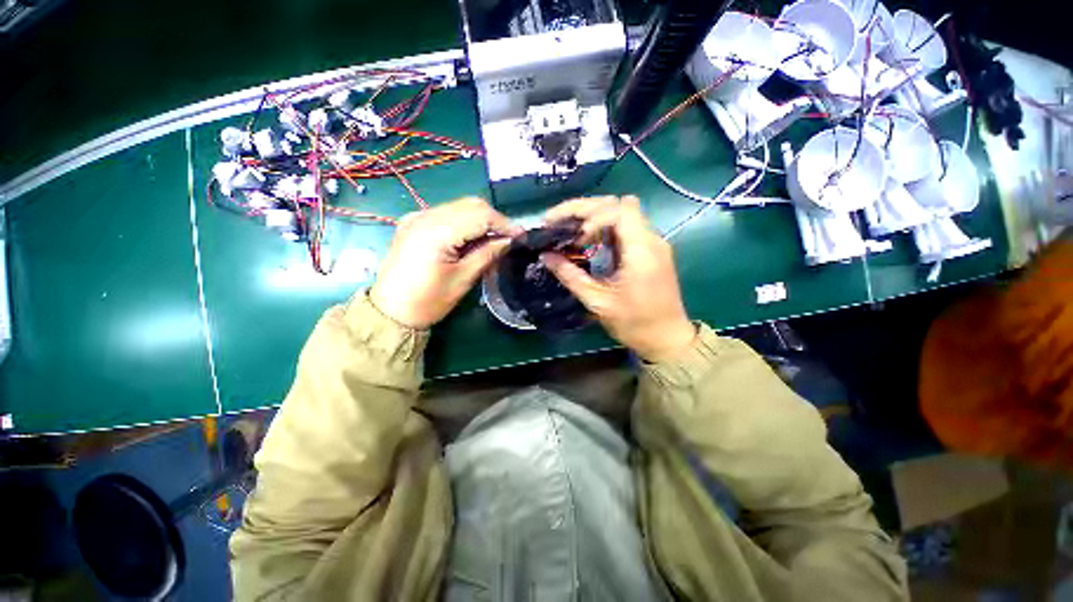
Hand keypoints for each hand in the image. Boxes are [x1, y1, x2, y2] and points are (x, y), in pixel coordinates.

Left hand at [370, 198, 520, 328]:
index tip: (521, 236)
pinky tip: (472, 238)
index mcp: (436, 232)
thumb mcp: (463, 279)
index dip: (504, 223)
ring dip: (480, 219)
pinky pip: (446, 214)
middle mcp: (424, 216)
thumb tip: (509, 241)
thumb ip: (487, 254)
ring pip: (459, 207)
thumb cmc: (428, 301)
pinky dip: (464, 222)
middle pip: (470, 205)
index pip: (480, 215)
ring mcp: (416, 217)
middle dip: (494, 219)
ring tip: (494, 239)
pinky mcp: (413, 222)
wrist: (390, 312)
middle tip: (509, 238)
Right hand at [541, 196, 695, 362]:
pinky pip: (627, 227)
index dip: (591, 216)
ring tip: (570, 230)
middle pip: (619, 204)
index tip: (572, 237)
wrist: (666, 339)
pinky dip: (604, 227)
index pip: (619, 210)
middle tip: (558, 221)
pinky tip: (588, 241)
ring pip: (623, 211)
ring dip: (594, 216)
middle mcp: (651, 239)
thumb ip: (570, 276)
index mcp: (642, 251)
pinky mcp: (651, 250)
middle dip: (586, 209)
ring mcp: (653, 243)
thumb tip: (546, 256)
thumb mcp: (597, 302)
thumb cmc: (634, 324)